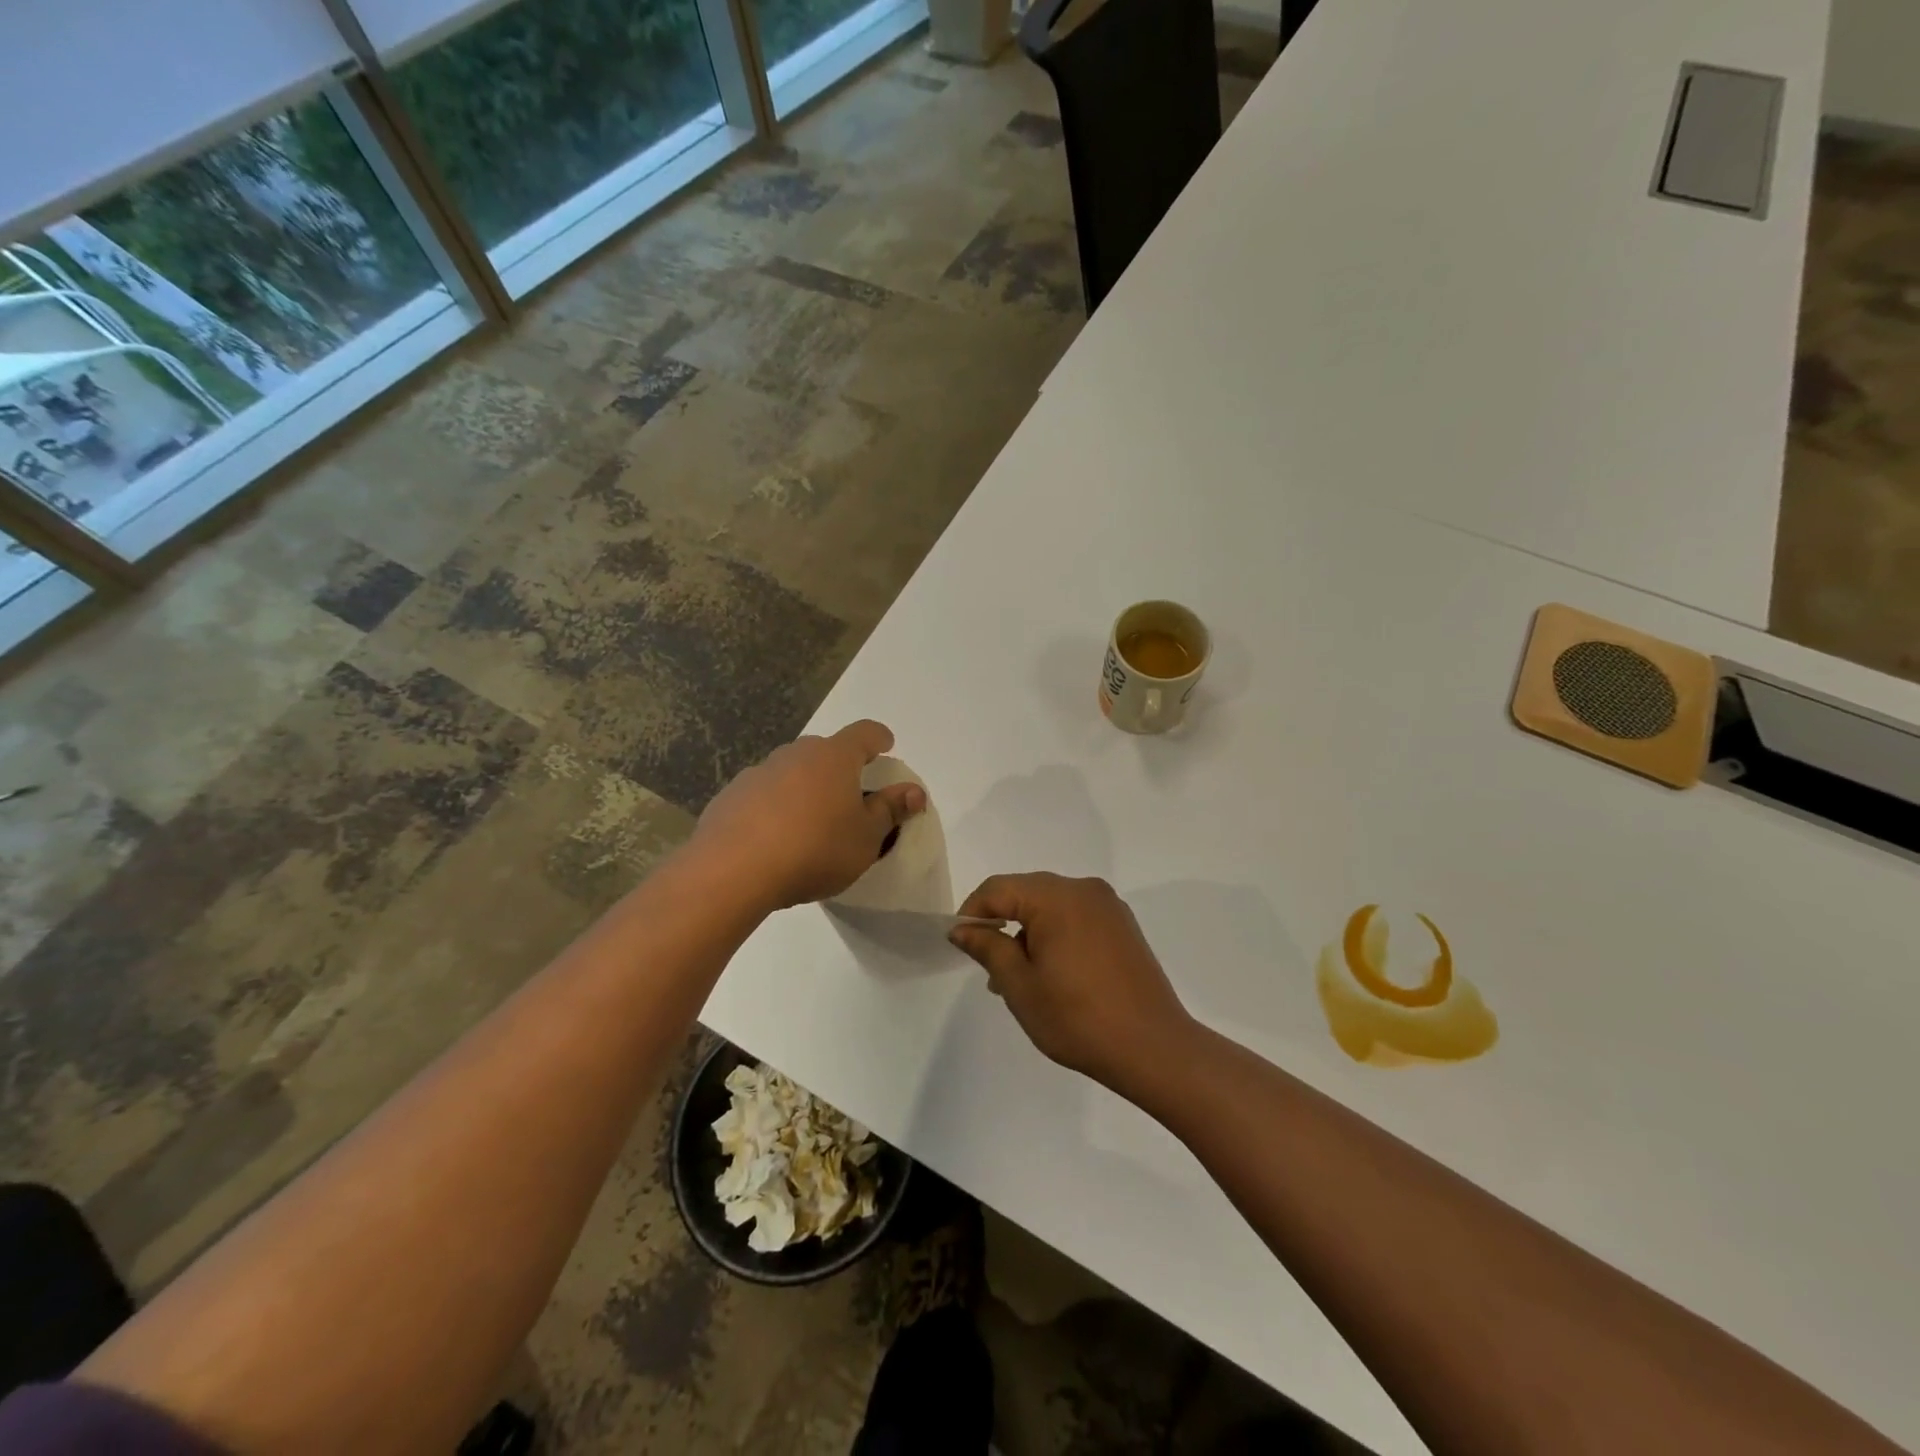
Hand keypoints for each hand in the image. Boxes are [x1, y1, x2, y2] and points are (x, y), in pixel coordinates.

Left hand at [692, 721, 925, 910]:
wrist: (733, 870)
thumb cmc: (815, 849)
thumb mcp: (866, 837)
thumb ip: (890, 810)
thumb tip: (914, 791)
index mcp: (834, 757)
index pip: (865, 733)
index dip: (879, 738)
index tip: (886, 746)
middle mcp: (795, 754)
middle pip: (826, 751)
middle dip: (841, 767)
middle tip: (850, 796)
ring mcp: (759, 772)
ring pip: (792, 772)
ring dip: (806, 788)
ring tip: (811, 823)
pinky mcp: (730, 796)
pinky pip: (764, 794)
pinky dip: (775, 807)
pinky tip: (774, 838)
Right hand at [948, 873, 1193, 1089]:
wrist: (1153, 1048)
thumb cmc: (1078, 1018)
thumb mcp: (1020, 985)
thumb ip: (988, 948)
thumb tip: (962, 928)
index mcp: (1056, 897)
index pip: (998, 888)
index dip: (972, 911)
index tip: (960, 944)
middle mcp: (1084, 889)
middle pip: (1026, 892)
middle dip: (1001, 922)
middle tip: (988, 966)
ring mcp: (1108, 906)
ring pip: (1052, 906)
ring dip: (1029, 931)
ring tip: (1019, 979)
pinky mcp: (1123, 926)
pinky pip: (1076, 917)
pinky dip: (1056, 935)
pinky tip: (1053, 974)